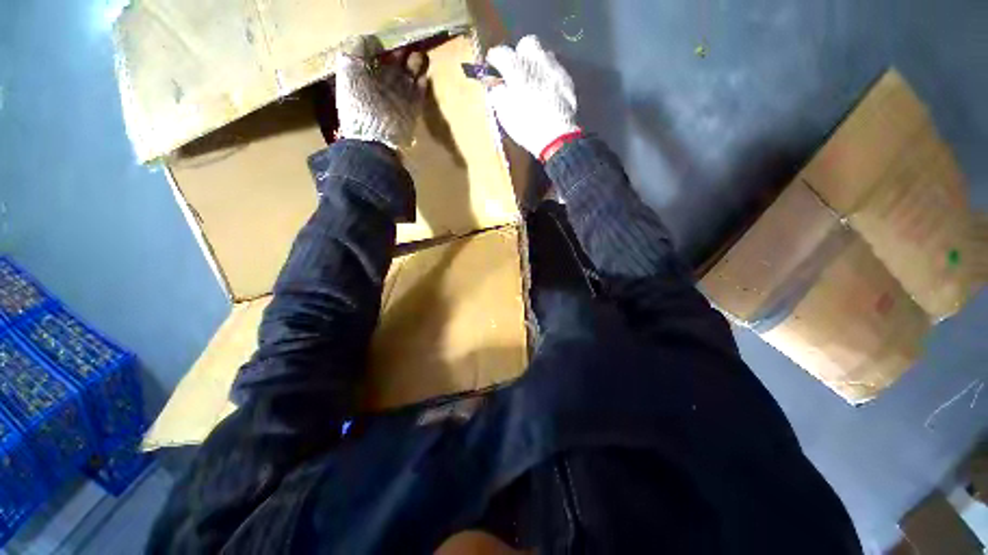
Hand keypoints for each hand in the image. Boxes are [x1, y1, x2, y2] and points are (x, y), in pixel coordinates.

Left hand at [335, 36, 427, 149]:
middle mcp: (382, 87)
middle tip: (410, 45)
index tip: (391, 39)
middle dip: (403, 55)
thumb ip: (357, 49)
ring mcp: (399, 99)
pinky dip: (422, 85)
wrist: (375, 138)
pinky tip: (424, 76)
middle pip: (395, 66)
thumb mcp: (349, 70)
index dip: (384, 47)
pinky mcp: (411, 111)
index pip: (376, 57)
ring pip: (409, 78)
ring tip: (420, 55)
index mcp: (365, 77)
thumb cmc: (358, 104)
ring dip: (415, 67)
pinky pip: (419, 94)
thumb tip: (374, 41)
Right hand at [486, 36, 579, 159]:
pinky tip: (547, 91)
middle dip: (520, 54)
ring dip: (536, 64)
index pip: (500, 52)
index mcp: (516, 68)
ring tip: (533, 81)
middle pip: (527, 43)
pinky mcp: (567, 79)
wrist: (556, 137)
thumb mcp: (504, 114)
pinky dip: (548, 76)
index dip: (494, 59)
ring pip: (543, 55)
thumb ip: (497, 94)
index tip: (492, 67)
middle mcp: (536, 60)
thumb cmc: (526, 127)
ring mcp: (554, 68)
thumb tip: (496, 85)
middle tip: (516, 71)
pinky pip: (555, 70)